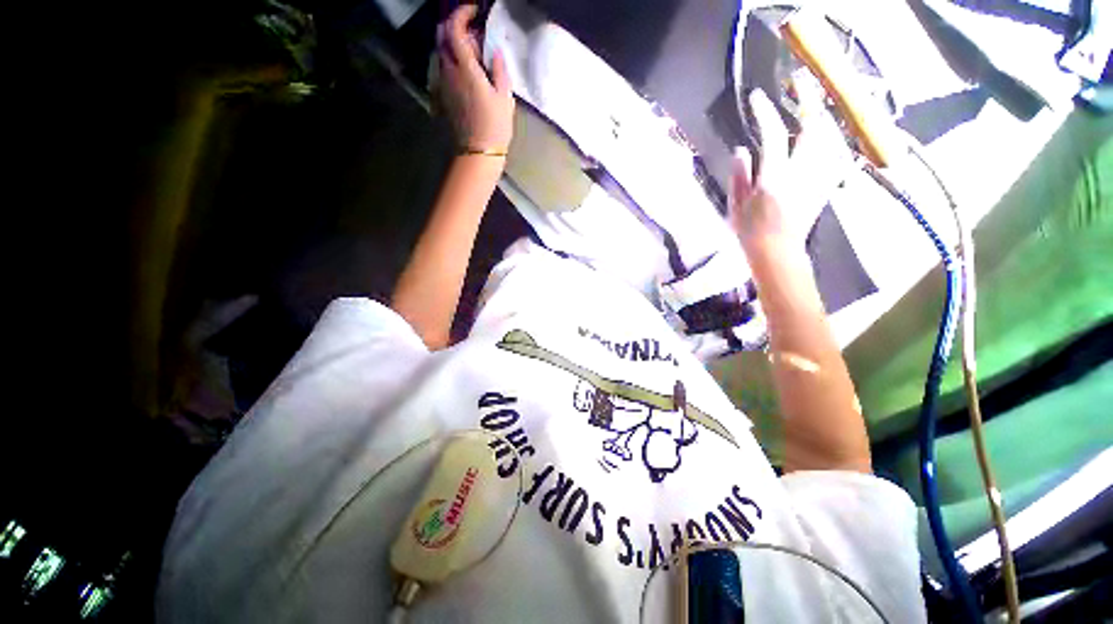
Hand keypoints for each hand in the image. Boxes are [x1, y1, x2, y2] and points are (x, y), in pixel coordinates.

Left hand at [438, 5, 513, 152]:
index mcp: (465, 69)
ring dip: (454, 46)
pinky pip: (443, 68)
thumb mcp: (505, 98)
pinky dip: (452, 61)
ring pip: (442, 53)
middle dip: (456, 28)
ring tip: (473, 55)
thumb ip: (499, 70)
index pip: (454, 29)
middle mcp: (449, 72)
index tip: (474, 11)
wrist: (478, 152)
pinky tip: (467, 72)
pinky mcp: (443, 96)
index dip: (461, 14)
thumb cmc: (495, 126)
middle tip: (475, 35)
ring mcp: (444, 84)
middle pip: (443, 37)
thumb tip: (495, 52)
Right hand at [730, 75, 850, 253]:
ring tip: (813, 102)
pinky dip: (832, 138)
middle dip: (809, 100)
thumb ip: (739, 176)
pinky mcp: (826, 184)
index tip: (757, 98)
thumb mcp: (735, 207)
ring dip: (822, 114)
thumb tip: (742, 150)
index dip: (765, 113)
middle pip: (813, 127)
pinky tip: (827, 133)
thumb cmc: (750, 232)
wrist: (778, 253)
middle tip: (801, 81)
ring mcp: (818, 177)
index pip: (773, 135)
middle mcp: (801, 172)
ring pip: (829, 136)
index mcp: (774, 178)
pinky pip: (836, 153)